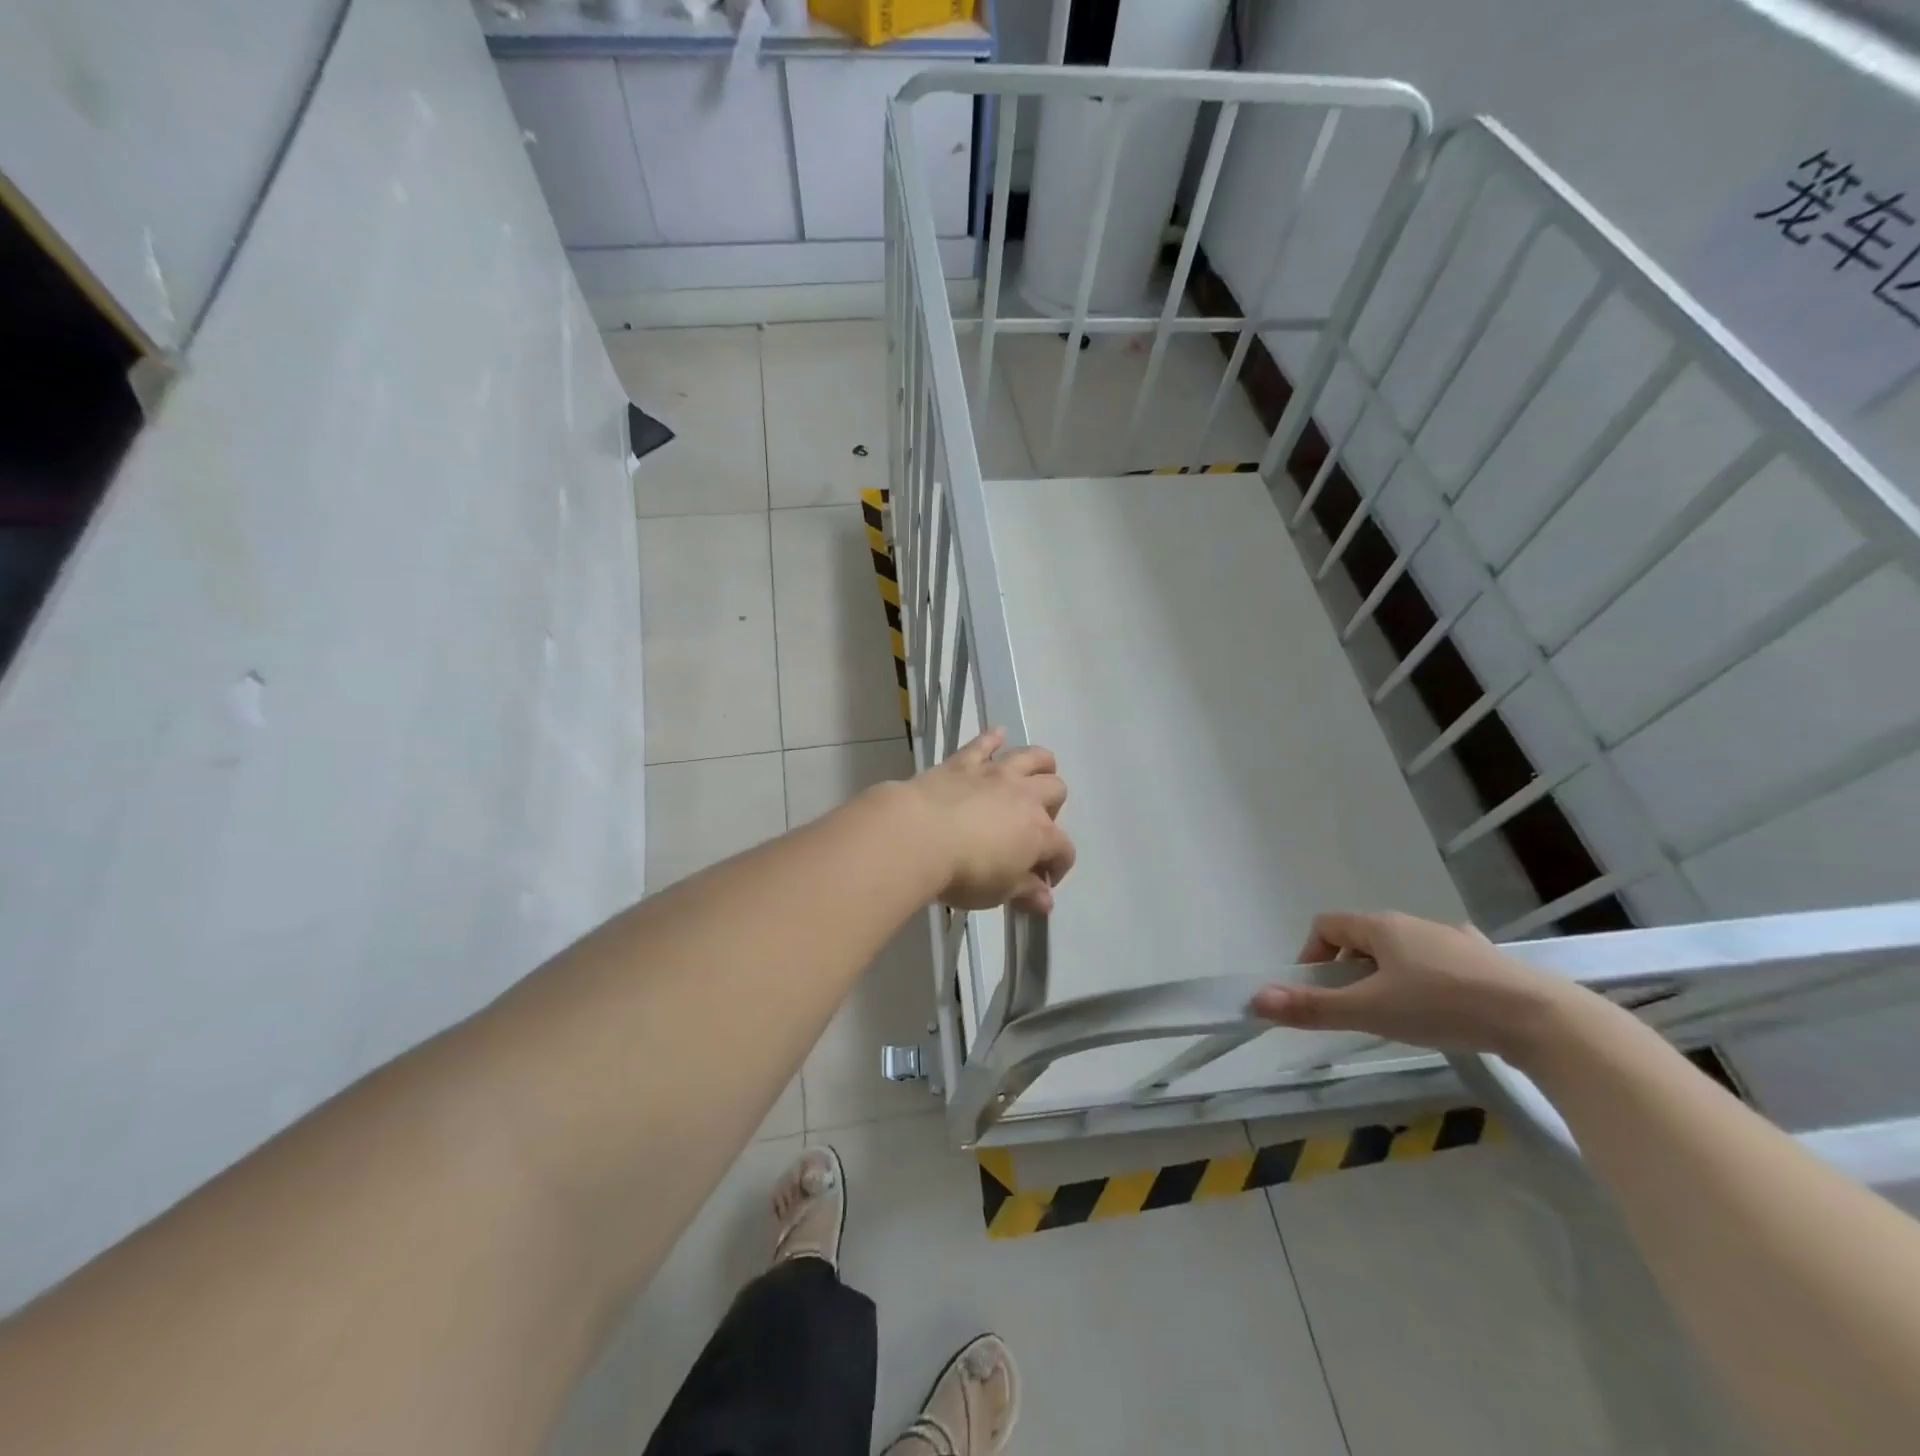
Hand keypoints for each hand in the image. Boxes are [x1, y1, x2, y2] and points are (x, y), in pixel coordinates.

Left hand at [897, 729, 1074, 913]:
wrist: (918, 836)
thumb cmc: (964, 873)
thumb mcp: (998, 892)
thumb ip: (1025, 893)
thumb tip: (1046, 900)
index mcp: (1039, 833)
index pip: (1063, 849)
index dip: (1058, 867)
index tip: (1041, 883)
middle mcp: (1025, 797)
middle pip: (1056, 791)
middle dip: (1053, 809)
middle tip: (1033, 827)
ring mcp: (995, 775)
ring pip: (1032, 757)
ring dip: (1040, 764)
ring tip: (1036, 774)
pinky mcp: (964, 763)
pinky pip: (983, 744)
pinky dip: (992, 738)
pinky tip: (998, 734)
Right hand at [1250, 911, 1573, 1061]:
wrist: (1541, 1020)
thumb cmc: (1443, 1006)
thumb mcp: (1370, 1011)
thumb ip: (1313, 1007)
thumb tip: (1255, 1000)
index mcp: (1381, 926)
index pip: (1327, 925)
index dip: (1311, 954)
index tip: (1316, 991)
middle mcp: (1413, 924)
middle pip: (1363, 938)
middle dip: (1348, 971)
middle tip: (1355, 1010)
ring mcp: (1453, 940)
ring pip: (1402, 952)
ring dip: (1387, 977)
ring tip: (1397, 1015)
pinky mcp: (1485, 962)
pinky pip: (1439, 964)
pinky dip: (1427, 982)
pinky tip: (1443, 1011)